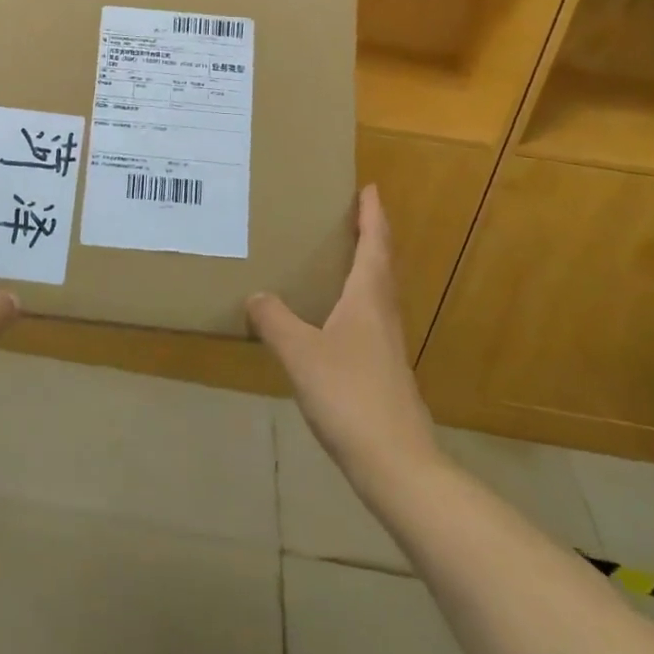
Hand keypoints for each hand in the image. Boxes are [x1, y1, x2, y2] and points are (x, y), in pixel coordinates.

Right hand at [248, 186, 437, 492]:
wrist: (397, 465)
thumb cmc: (350, 396)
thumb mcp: (301, 354)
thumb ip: (275, 321)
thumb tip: (256, 296)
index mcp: (368, 298)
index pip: (375, 244)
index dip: (373, 215)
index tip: (370, 188)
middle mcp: (383, 314)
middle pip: (381, 265)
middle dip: (370, 236)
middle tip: (351, 215)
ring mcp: (387, 346)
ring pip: (377, 294)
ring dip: (364, 269)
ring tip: (339, 259)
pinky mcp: (384, 372)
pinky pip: (369, 320)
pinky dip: (355, 303)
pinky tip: (334, 320)